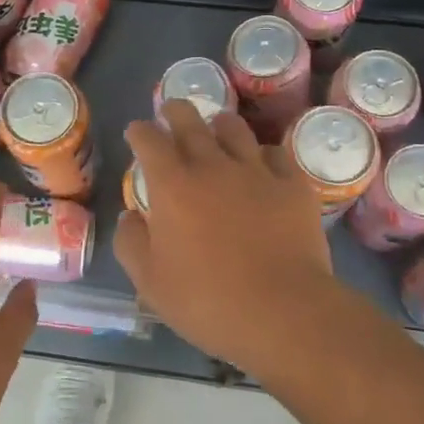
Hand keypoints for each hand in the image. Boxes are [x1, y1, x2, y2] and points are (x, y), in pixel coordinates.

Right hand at [114, 101, 339, 377]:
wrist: (282, 312)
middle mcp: (212, 165)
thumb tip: (130, 216)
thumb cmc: (206, 301)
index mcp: (172, 185)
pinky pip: (276, 153)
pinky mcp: (293, 184)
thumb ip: (131, 243)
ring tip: (217, 128)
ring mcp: (256, 171)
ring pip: (235, 128)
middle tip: (172, 111)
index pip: (149, 140)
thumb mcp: (149, 283)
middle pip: (190, 120)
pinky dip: (263, 154)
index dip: (139, 131)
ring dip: (219, 124)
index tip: (136, 132)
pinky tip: (262, 164)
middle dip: (176, 110)